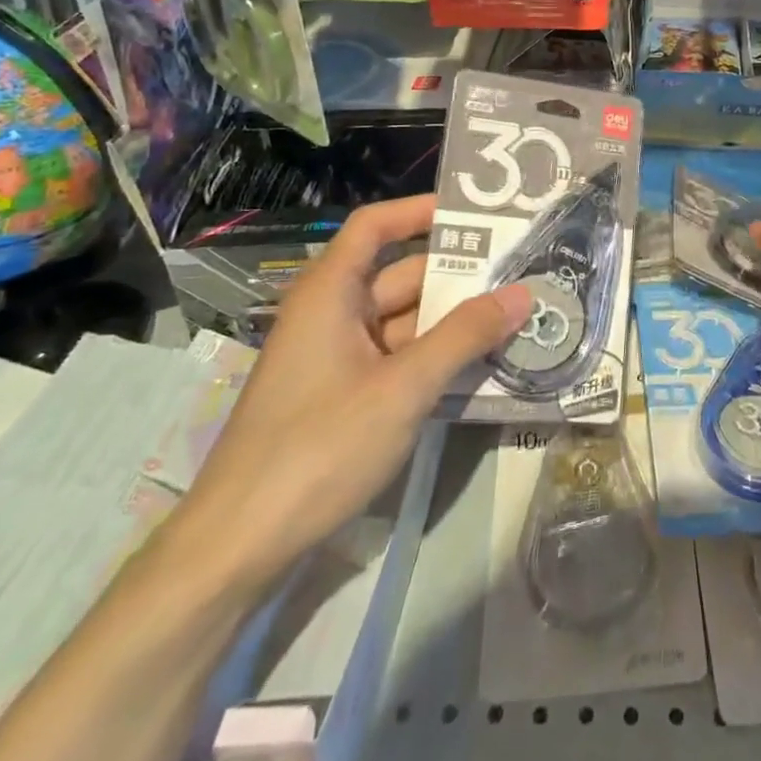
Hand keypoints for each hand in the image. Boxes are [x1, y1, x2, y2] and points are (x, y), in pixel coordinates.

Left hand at [172, 194, 531, 589]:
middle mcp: (332, 315)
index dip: (419, 211)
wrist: (237, 549)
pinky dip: (435, 355)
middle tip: (520, 271)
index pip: (374, 226)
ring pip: (405, 321)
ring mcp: (337, 359)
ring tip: (515, 314)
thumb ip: (465, 336)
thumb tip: (523, 292)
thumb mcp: (403, 388)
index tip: (475, 215)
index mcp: (330, 293)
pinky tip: (481, 364)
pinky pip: (398, 358)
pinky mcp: (343, 397)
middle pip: (400, 275)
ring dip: (453, 320)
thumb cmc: (317, 447)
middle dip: (458, 274)